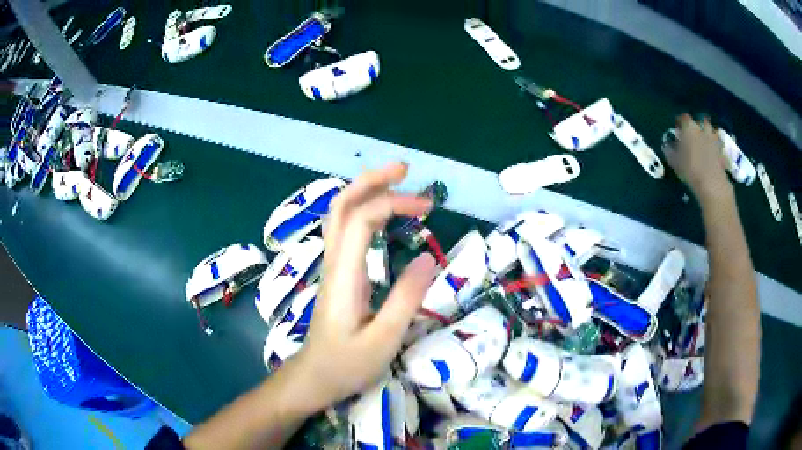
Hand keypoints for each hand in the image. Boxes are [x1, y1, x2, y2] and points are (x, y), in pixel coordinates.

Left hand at [292, 162, 437, 411]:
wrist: (314, 378)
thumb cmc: (347, 364)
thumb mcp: (384, 339)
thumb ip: (406, 298)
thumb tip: (428, 257)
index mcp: (344, 275)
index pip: (361, 219)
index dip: (393, 203)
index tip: (428, 208)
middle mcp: (334, 262)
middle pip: (341, 205)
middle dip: (371, 180)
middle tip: (404, 170)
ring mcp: (332, 266)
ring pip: (339, 215)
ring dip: (365, 191)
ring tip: (396, 182)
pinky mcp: (336, 274)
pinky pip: (344, 230)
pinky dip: (363, 210)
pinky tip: (381, 213)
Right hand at [663, 114, 731, 202]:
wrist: (712, 184)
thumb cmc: (691, 170)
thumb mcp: (675, 162)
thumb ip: (670, 151)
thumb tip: (666, 146)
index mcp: (689, 127)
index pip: (683, 117)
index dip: (680, 122)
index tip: (678, 129)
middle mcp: (702, 129)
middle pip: (700, 121)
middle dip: (697, 126)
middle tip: (693, 135)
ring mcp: (714, 139)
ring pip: (711, 131)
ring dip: (708, 134)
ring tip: (704, 143)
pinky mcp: (722, 151)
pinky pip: (718, 145)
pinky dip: (715, 147)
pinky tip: (713, 154)